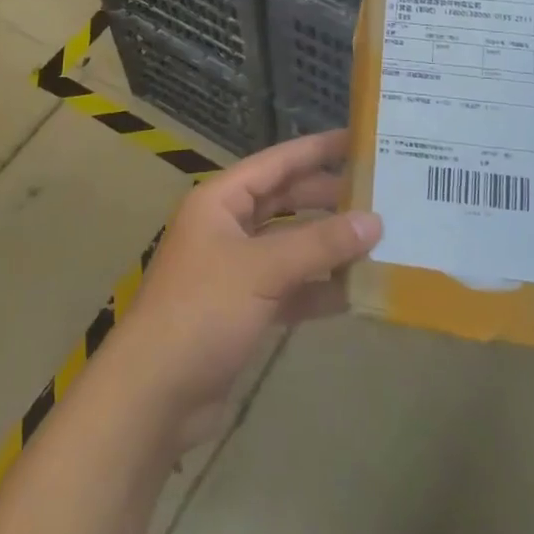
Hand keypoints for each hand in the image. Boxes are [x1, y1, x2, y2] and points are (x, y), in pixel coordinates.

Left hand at [116, 130, 381, 447]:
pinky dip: (317, 288)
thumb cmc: (203, 310)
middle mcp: (227, 227)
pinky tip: (355, 291)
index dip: (315, 150)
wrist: (155, 393)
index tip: (357, 140)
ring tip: (378, 239)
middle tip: (378, 193)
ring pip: (290, 246)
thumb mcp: (263, 269)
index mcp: (220, 201)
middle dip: (327, 198)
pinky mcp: (244, 309)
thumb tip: (375, 221)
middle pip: (285, 202)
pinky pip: (289, 287)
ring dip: (328, 245)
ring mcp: (235, 269)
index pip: (275, 163)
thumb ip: (319, 244)